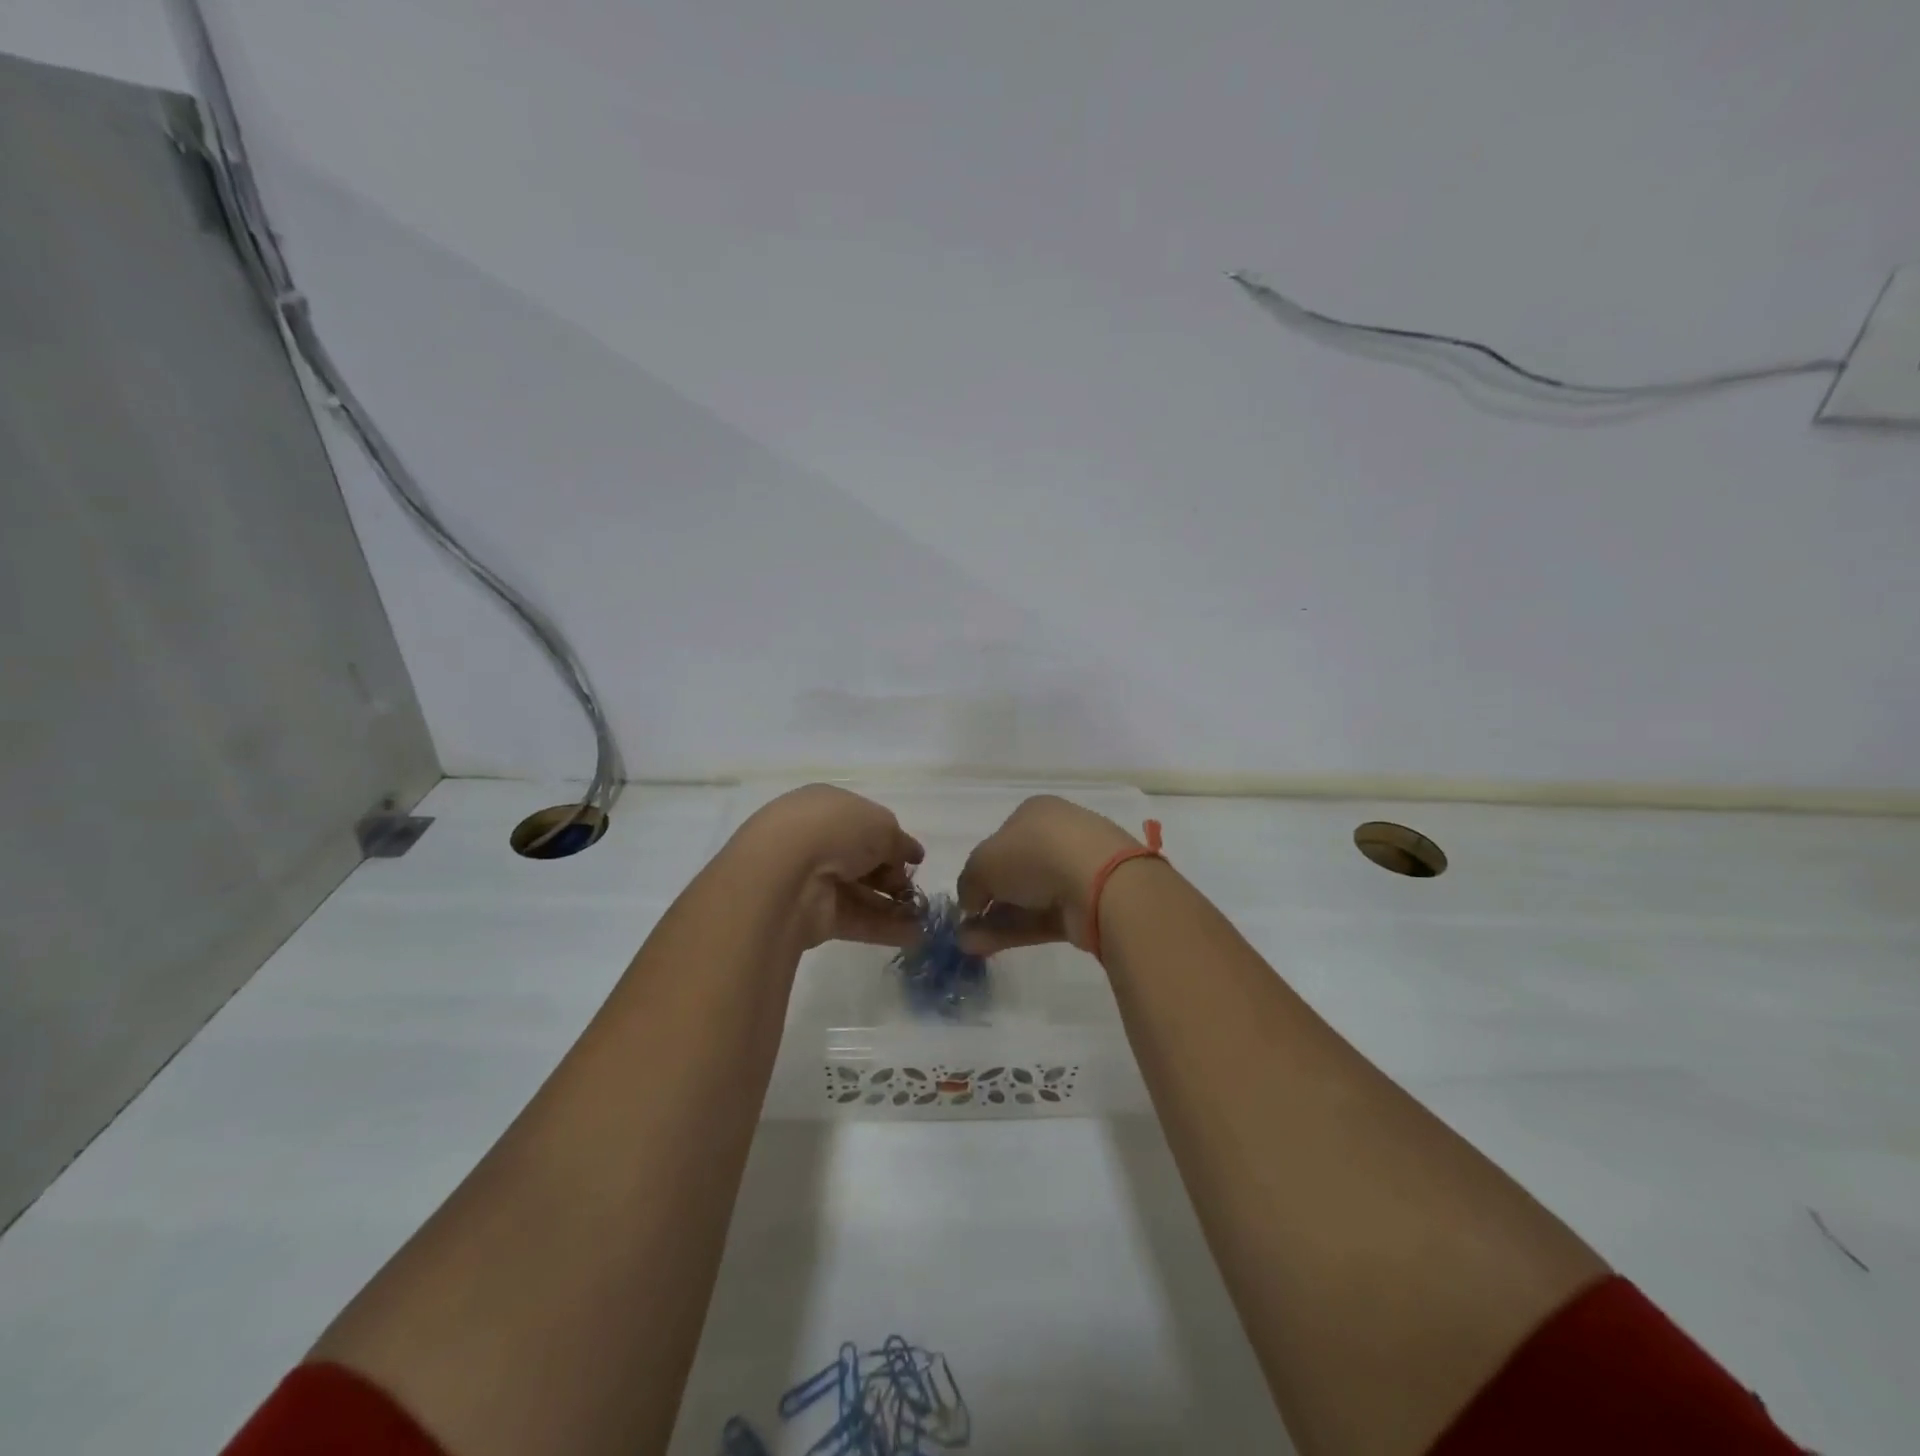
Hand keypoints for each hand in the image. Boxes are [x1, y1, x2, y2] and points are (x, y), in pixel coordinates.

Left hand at [730, 785, 925, 948]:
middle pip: (861, 860)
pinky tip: (915, 936)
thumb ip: (899, 842)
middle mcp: (816, 841)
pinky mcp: (813, 916)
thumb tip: (910, 855)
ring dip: (893, 906)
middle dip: (891, 876)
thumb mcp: (882, 824)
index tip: (914, 859)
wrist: (785, 872)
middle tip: (914, 889)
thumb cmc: (835, 830)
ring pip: (860, 893)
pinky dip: (885, 928)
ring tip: (925, 918)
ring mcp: (812, 880)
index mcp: (826, 807)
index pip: (862, 823)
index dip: (890, 840)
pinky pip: (856, 920)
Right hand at [956, 796, 1142, 954]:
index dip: (982, 866)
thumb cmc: (1034, 855)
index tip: (969, 894)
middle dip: (989, 899)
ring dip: (996, 920)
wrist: (1100, 882)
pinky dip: (1016, 931)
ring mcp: (1076, 871)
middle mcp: (1058, 836)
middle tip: (965, 924)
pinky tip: (986, 947)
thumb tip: (971, 902)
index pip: (1002, 838)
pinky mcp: (1087, 905)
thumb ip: (969, 882)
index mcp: (1035, 812)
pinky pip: (1044, 917)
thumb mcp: (982, 863)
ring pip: (1029, 897)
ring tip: (967, 945)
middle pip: (1016, 870)